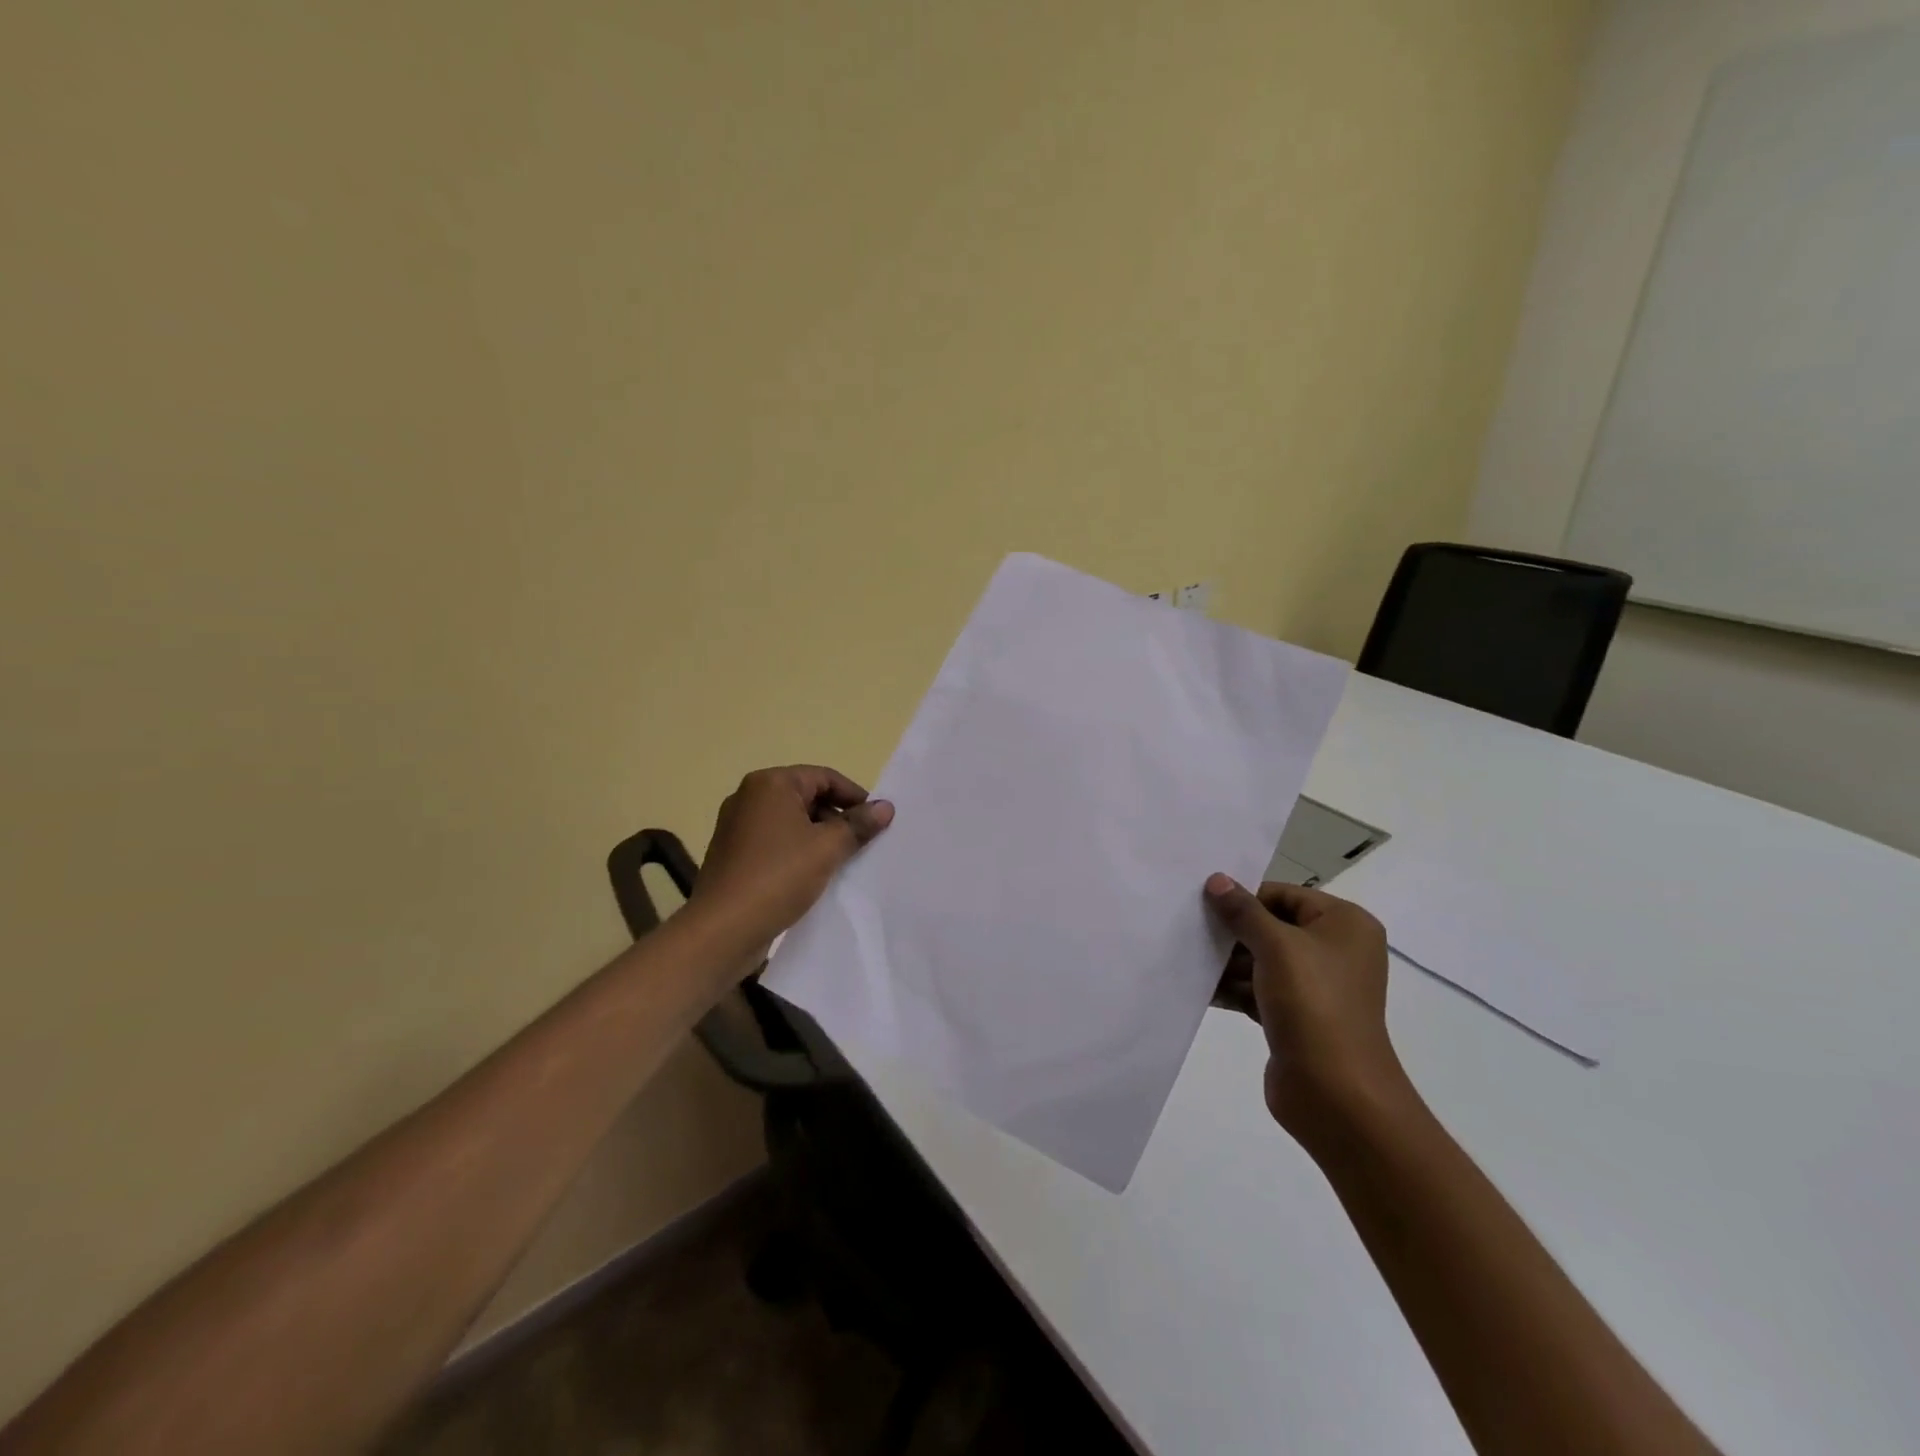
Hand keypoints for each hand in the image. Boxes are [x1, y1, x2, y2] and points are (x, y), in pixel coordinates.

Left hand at [687, 765, 893, 972]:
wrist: (723, 929)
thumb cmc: (778, 877)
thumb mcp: (827, 848)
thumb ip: (858, 824)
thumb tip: (886, 807)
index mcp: (770, 784)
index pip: (824, 777)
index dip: (855, 796)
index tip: (877, 821)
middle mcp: (749, 797)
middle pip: (807, 797)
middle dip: (837, 817)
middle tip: (863, 843)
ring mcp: (737, 826)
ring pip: (792, 822)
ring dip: (820, 837)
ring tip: (843, 861)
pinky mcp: (734, 853)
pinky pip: (775, 842)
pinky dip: (798, 851)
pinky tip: (815, 875)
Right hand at [1204, 875, 1413, 1150]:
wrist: (1336, 1094)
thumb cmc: (1313, 1004)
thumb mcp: (1276, 947)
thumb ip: (1243, 911)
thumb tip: (1217, 879)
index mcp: (1344, 925)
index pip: (1285, 896)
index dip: (1246, 898)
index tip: (1205, 904)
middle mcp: (1335, 951)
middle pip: (1272, 927)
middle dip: (1232, 931)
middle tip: (1190, 929)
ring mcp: (1316, 987)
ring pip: (1262, 960)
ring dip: (1226, 962)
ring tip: (1187, 957)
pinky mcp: (1296, 1017)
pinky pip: (1258, 990)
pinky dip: (1232, 988)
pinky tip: (1198, 987)